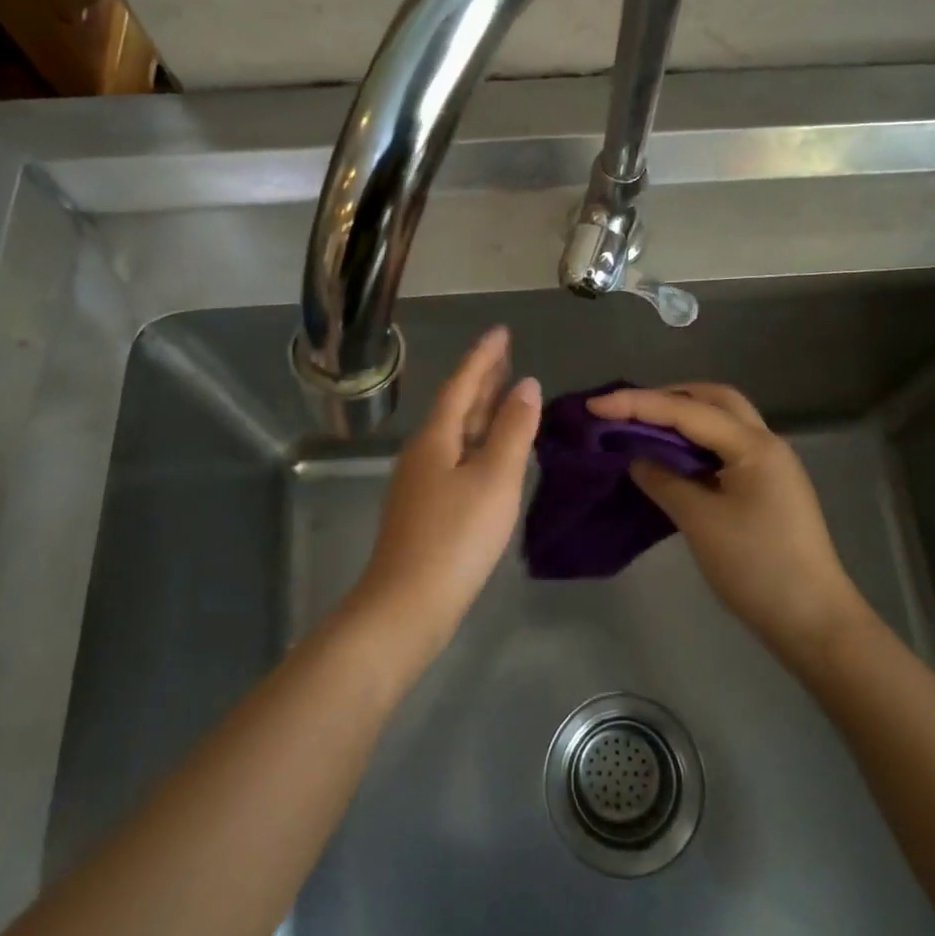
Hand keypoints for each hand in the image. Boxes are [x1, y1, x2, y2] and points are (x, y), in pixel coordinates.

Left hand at [353, 327, 540, 650]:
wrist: (407, 605)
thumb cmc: (455, 537)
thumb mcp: (494, 479)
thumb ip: (512, 430)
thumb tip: (527, 385)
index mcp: (436, 437)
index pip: (463, 383)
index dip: (484, 356)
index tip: (502, 331)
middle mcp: (424, 452)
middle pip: (457, 405)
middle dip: (482, 379)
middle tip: (506, 355)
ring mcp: (421, 481)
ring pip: (457, 432)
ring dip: (480, 410)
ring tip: (504, 393)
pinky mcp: (427, 507)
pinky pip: (457, 457)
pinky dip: (478, 442)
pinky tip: (490, 451)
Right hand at [586, 383, 867, 663]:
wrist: (813, 621)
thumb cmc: (757, 568)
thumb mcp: (700, 523)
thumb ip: (664, 482)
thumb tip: (638, 459)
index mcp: (753, 445)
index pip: (687, 410)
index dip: (637, 404)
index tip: (595, 406)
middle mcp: (765, 443)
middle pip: (714, 399)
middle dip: (668, 396)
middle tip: (627, 410)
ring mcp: (770, 465)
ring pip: (722, 421)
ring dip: (683, 417)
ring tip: (642, 428)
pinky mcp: (767, 487)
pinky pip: (725, 447)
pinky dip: (695, 443)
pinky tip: (671, 459)